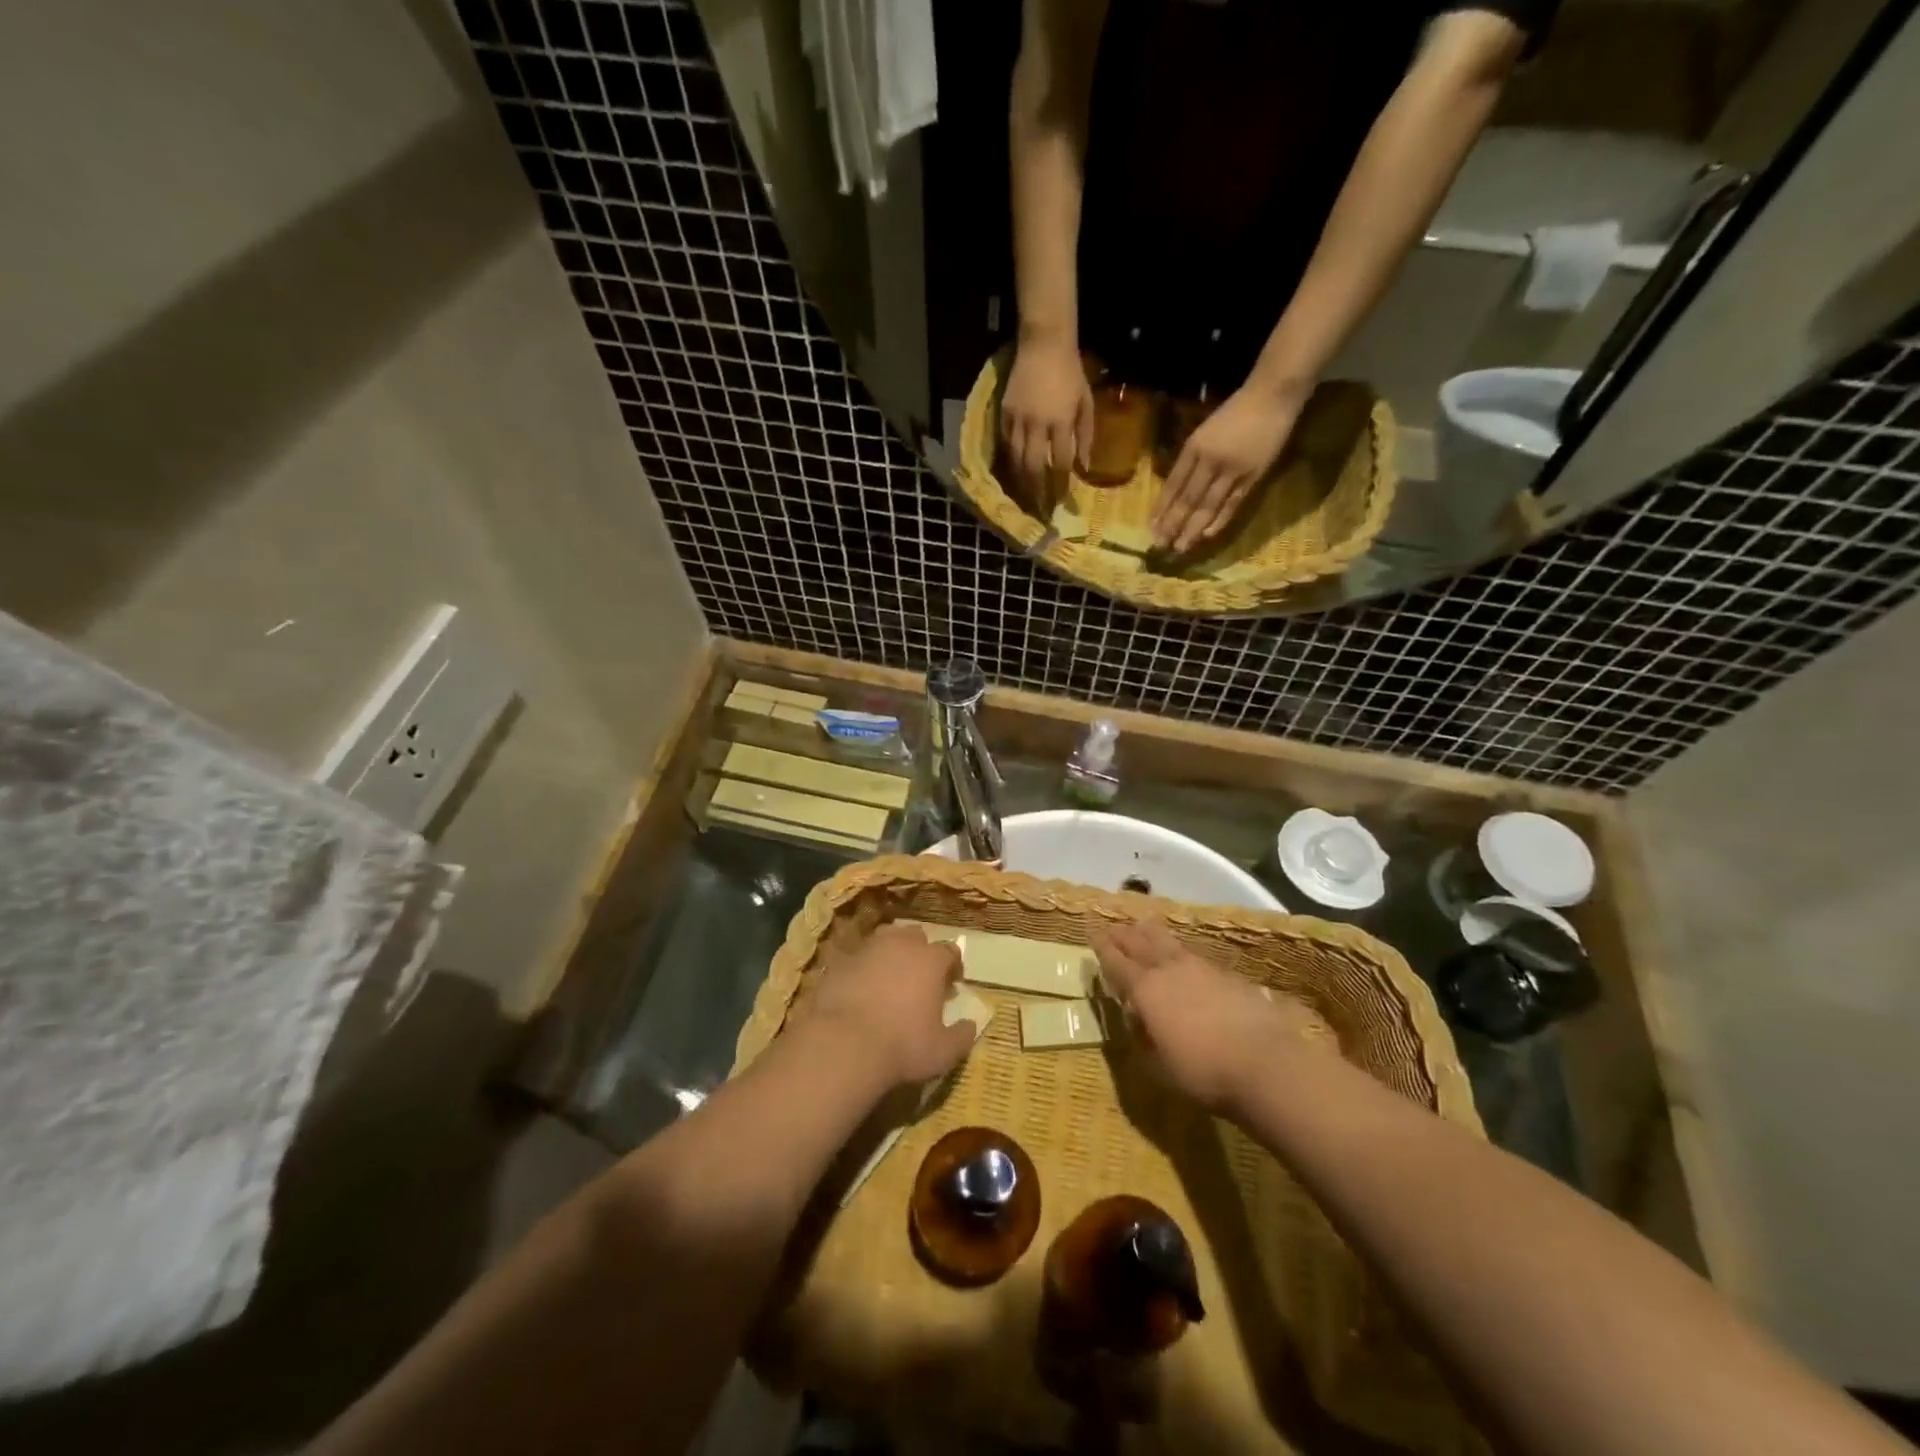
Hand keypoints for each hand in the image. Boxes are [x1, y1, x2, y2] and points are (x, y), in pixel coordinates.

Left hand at [801, 924, 976, 1088]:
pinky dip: (863, 969)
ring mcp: (867, 949)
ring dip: (891, 954)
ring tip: (890, 978)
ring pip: (885, 941)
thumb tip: (970, 1025)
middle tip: (920, 977)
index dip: (953, 966)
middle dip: (921, 952)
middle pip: (916, 936)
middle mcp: (900, 945)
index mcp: (930, 960)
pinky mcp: (840, 962)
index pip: (949, 950)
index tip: (952, 983)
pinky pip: (858, 959)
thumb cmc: (902, 1046)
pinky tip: (861, 989)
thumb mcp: (943, 1052)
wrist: (843, 1044)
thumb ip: (961, 1036)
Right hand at [1000, 337, 1092, 512]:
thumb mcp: (1086, 402)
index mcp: (1061, 421)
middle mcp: (1038, 424)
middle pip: (1035, 466)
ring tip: (1025, 496)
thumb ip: (1085, 435)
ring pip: (1016, 458)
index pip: (1061, 461)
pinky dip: (1010, 460)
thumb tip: (1084, 466)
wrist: (1044, 344)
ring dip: (1021, 480)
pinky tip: (1013, 471)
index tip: (1063, 500)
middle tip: (1040, 508)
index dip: (1062, 483)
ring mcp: (1018, 419)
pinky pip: (1006, 443)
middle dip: (1037, 490)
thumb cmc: (1071, 372)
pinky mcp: (1004, 413)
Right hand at [1091, 919, 1330, 1114]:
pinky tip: (1184, 958)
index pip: (1116, 962)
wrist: (1265, 1063)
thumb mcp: (1158, 1069)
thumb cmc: (1203, 1072)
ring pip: (1168, 941)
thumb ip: (1142, 1043)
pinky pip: (1194, 954)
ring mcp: (1200, 968)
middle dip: (1124, 935)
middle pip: (1140, 942)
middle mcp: (1168, 969)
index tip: (1092, 936)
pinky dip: (1180, 951)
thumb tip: (1136, 1024)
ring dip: (1151, 934)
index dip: (1102, 948)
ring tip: (1143, 928)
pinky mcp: (1227, 974)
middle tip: (1113, 928)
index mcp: (1145, 989)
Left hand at [1151, 379, 1307, 553]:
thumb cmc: (1235, 412)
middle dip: (1173, 524)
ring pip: (1208, 505)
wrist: (1272, 396)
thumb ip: (1191, 458)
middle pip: (1188, 499)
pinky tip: (1206, 535)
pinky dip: (1219, 520)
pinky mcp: (1253, 476)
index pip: (1173, 484)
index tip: (1151, 527)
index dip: (1162, 508)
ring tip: (1180, 547)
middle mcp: (1209, 460)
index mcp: (1194, 447)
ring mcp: (1232, 470)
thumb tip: (1175, 490)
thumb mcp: (1204, 431)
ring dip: (1192, 529)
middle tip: (1160, 545)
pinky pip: (1232, 504)